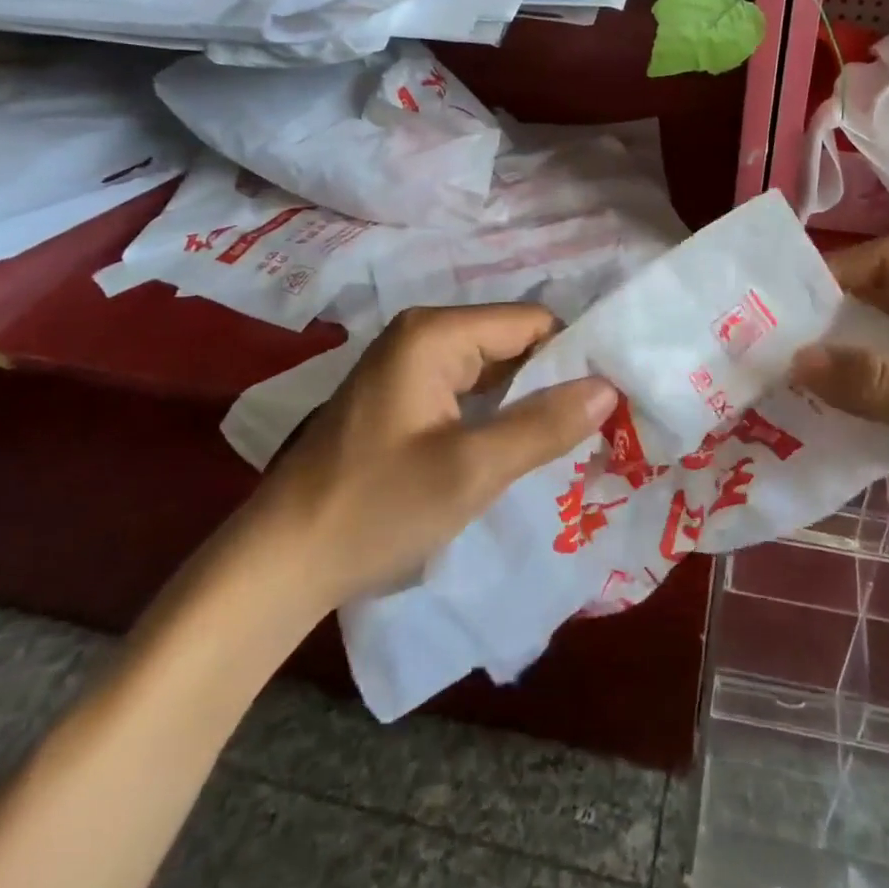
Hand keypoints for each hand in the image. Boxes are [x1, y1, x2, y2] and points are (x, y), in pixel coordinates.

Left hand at [236, 304, 618, 619]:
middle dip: (552, 382)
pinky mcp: (402, 397)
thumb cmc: (376, 509)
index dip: (573, 358)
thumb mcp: (471, 470)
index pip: (531, 323)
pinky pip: (467, 391)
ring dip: (526, 402)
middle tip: (595, 429)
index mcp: (435, 333)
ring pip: (492, 369)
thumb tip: (608, 388)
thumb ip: (543, 424)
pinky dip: (496, 414)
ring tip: (567, 441)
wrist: (279, 564)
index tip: (609, 403)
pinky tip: (517, 447)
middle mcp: (421, 334)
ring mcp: (408, 365)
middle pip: (512, 342)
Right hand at [791, 238, 888, 572]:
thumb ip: (882, 384)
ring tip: (803, 375)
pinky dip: (883, 381)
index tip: (779, 306)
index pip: (888, 259)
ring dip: (856, 348)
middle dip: (836, 312)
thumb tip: (798, 357)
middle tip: (780, 343)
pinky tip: (854, 409)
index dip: (831, 273)